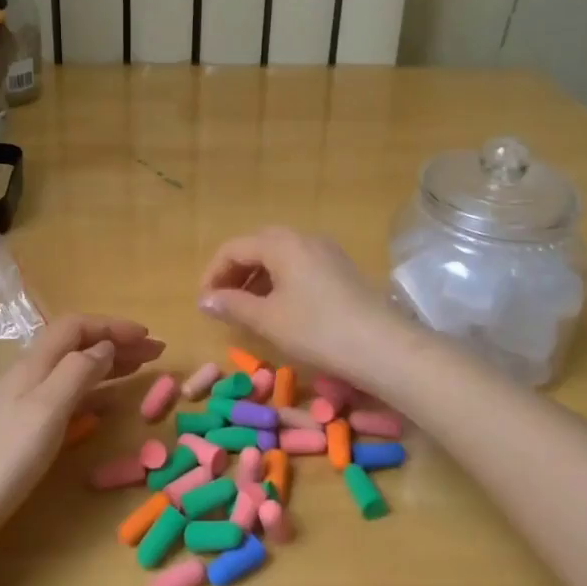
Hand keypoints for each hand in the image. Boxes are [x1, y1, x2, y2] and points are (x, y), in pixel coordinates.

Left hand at [0, 315, 163, 542]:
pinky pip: (64, 396)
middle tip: (155, 353)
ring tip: (139, 371)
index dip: (113, 326)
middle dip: (116, 343)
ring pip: (71, 369)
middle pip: (76, 345)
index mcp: (33, 364)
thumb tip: (105, 345)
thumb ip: (77, 372)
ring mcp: (21, 404)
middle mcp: (28, 376)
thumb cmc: (2, 460)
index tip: (149, 337)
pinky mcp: (20, 431)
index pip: (77, 326)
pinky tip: (102, 406)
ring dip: (106, 364)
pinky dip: (91, 392)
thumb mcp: (46, 410)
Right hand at [197, 228, 406, 386]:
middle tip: (222, 303)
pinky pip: (299, 266)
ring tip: (246, 310)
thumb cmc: (317, 329)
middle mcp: (303, 238)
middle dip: (235, 273)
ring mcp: (326, 252)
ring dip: (257, 278)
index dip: (213, 274)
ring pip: (280, 257)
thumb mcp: (268, 320)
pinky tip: (279, 309)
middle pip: (257, 247)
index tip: (204, 303)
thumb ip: (232, 305)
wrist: (383, 347)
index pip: (234, 248)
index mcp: (281, 243)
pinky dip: (280, 282)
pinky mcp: (341, 270)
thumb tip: (205, 299)